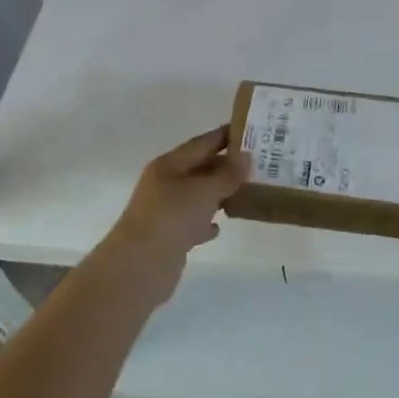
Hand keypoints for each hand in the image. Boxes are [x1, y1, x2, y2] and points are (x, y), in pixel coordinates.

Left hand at [98, 127, 246, 306]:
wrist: (140, 266)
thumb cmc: (172, 218)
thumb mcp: (204, 191)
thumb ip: (227, 174)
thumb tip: (246, 157)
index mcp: (169, 165)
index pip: (202, 143)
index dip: (225, 136)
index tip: (251, 130)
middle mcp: (165, 184)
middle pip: (200, 168)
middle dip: (226, 165)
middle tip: (258, 163)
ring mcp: (165, 211)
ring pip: (197, 196)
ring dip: (218, 193)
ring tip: (246, 191)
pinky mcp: (169, 236)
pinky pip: (193, 222)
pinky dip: (206, 222)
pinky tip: (220, 227)